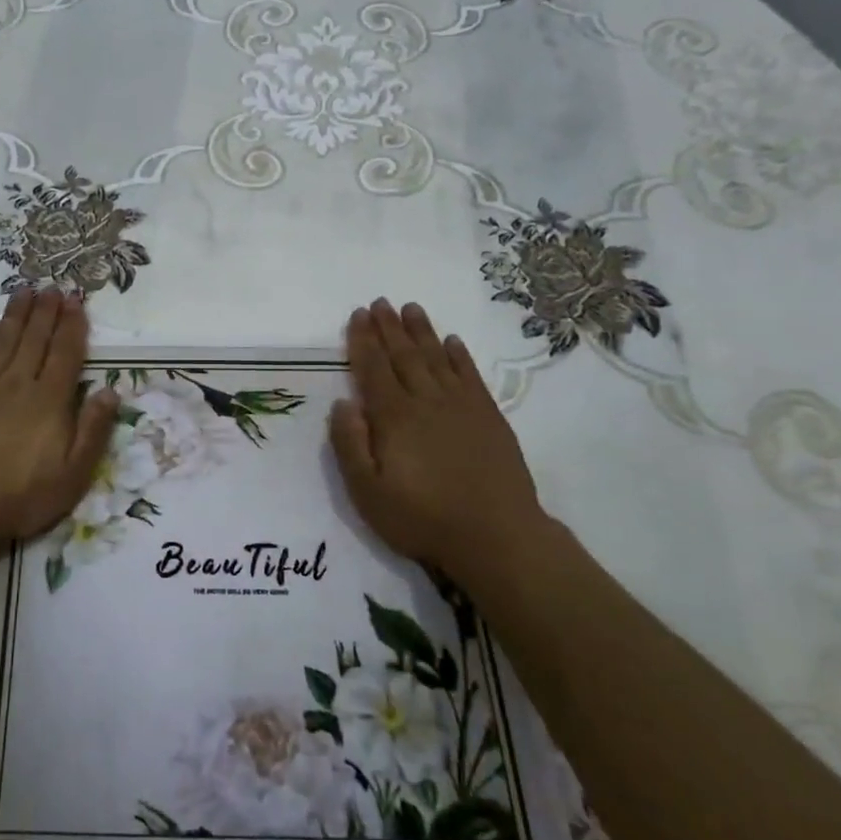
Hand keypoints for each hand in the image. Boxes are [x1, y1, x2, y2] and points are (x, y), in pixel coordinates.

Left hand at [0, 288, 119, 560]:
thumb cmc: (20, 495)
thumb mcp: (71, 475)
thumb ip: (92, 431)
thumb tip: (110, 391)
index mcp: (50, 400)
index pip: (66, 353)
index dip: (72, 325)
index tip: (76, 301)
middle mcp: (19, 383)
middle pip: (35, 338)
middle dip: (47, 310)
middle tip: (53, 286)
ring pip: (5, 339)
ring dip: (17, 313)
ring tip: (25, 290)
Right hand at [328, 299, 553, 594]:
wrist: (497, 537)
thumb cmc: (422, 518)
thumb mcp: (368, 492)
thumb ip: (350, 445)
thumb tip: (343, 403)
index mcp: (394, 417)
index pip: (373, 369)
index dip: (363, 340)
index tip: (358, 314)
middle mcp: (426, 401)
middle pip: (403, 355)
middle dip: (389, 327)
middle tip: (380, 302)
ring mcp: (461, 406)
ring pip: (436, 358)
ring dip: (422, 332)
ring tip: (411, 308)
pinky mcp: (488, 417)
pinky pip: (470, 376)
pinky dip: (459, 356)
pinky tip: (452, 342)